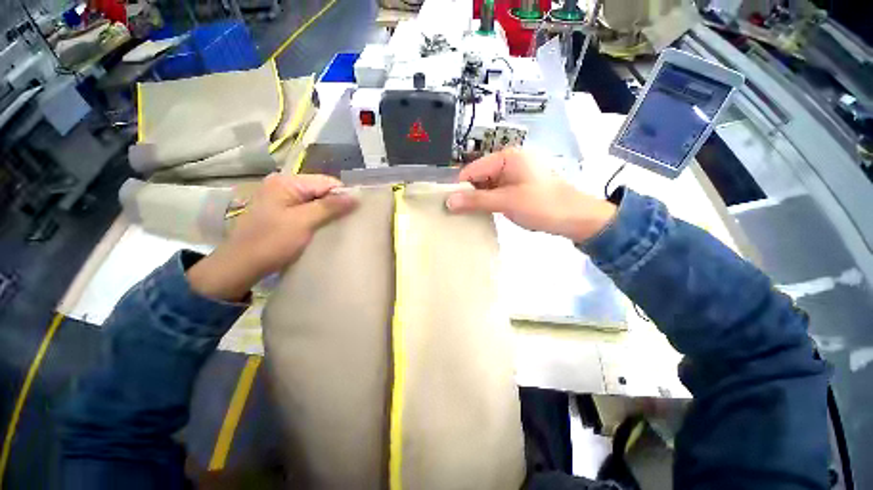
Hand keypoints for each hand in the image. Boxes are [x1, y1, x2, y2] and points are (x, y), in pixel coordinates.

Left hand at [188, 173, 357, 300]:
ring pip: (316, 201)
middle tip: (348, 221)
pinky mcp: (282, 212)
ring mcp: (281, 199)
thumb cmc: (271, 242)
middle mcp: (283, 185)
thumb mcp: (303, 222)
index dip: (342, 195)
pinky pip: (308, 210)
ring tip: (339, 225)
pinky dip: (318, 218)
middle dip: (336, 204)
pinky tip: (325, 228)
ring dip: (328, 212)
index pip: (326, 182)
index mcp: (286, 182)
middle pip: (321, 190)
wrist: (241, 266)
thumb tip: (355, 197)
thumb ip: (329, 207)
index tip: (355, 212)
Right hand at [446, 148, 616, 241]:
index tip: (449, 207)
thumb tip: (448, 202)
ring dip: (479, 200)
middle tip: (457, 214)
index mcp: (507, 157)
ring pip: (487, 186)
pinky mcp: (518, 186)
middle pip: (479, 177)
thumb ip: (476, 200)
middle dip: (469, 195)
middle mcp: (509, 162)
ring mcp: (514, 175)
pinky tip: (484, 214)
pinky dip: (489, 202)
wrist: (576, 218)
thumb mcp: (506, 202)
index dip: (459, 187)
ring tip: (468, 216)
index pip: (472, 170)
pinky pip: (497, 192)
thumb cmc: (542, 205)